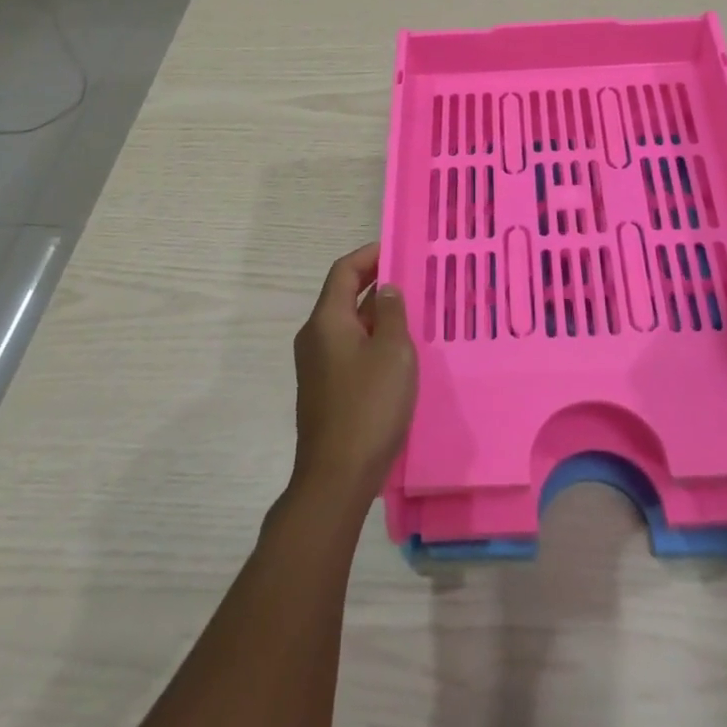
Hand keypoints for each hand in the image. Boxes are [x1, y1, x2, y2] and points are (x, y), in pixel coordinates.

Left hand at [290, 243, 417, 501]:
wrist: (336, 477)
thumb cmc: (369, 406)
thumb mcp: (393, 352)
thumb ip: (392, 313)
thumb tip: (386, 289)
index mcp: (327, 320)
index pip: (344, 271)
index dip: (369, 255)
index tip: (397, 250)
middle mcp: (314, 337)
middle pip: (343, 296)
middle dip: (376, 285)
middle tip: (412, 283)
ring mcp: (316, 365)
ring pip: (347, 325)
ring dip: (376, 316)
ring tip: (411, 317)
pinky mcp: (323, 389)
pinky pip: (347, 350)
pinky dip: (370, 341)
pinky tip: (396, 356)